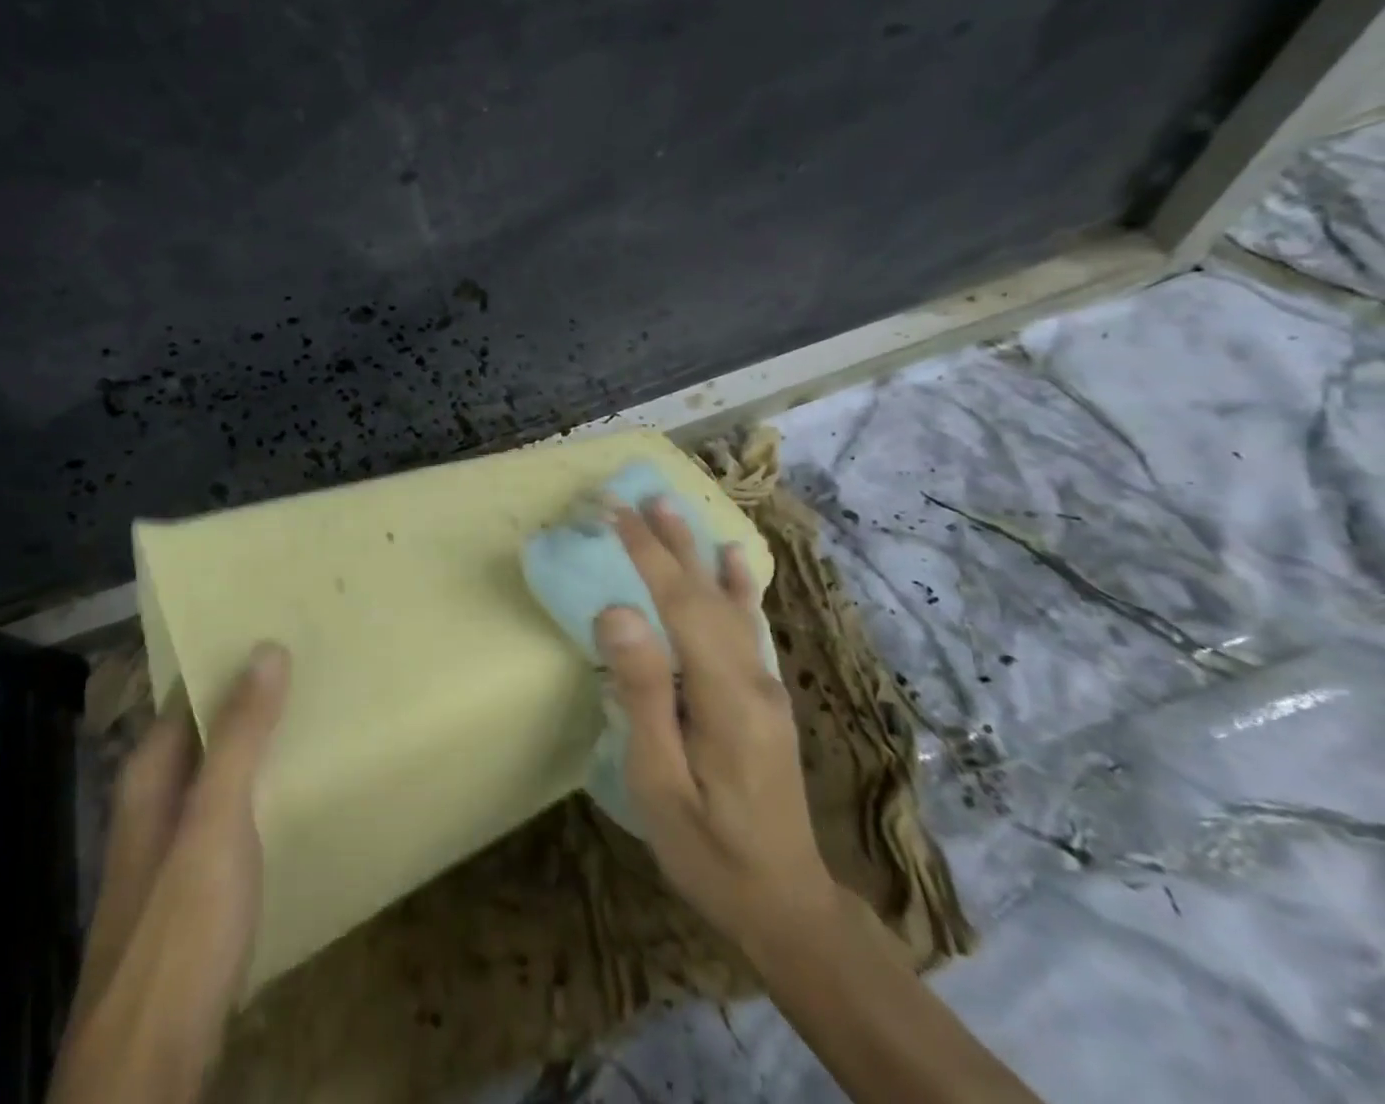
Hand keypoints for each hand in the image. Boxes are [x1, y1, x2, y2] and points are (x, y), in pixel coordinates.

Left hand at [50, 643, 290, 1103]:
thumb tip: (266, 647)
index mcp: (150, 773)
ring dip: (258, 737)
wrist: (150, 1063)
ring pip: (220, 767)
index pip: (186, 690)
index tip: (276, 621)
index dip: (226, 656)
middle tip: (312, 655)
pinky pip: (233, 806)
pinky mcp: (198, 882)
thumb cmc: (179, 928)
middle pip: (204, 726)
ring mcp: (175, 843)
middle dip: (250, 692)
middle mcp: (156, 799)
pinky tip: (298, 781)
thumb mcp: (214, 821)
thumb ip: (238, 736)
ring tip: (315, 704)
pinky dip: (262, 781)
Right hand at [594, 500, 835, 952]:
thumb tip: (618, 612)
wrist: (787, 906)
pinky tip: (735, 561)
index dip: (646, 553)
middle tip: (637, 493)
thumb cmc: (710, 852)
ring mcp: (766, 686)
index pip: (681, 603)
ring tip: (673, 509)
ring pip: (728, 602)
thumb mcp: (662, 783)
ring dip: (697, 551)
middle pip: (706, 593)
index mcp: (725, 696)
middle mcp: (753, 678)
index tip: (614, 511)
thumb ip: (643, 695)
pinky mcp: (766, 698)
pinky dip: (736, 585)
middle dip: (668, 540)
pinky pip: (746, 626)